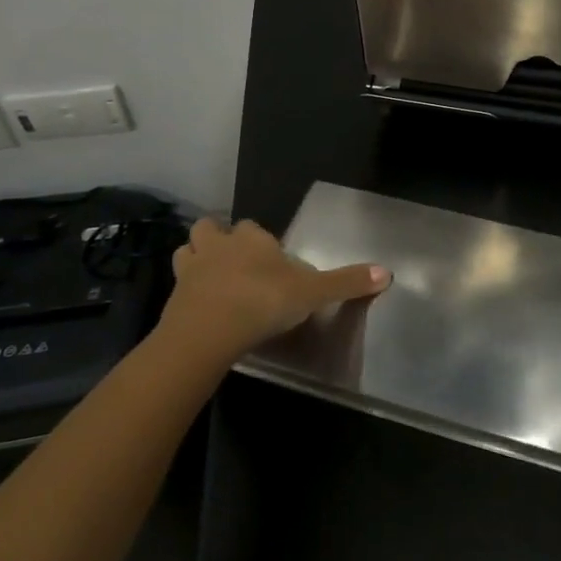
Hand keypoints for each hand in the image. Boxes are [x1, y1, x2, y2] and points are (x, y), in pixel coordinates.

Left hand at [157, 218, 388, 369]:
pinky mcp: (173, 298)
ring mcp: (191, 271)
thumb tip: (387, 272)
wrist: (207, 333)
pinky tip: (199, 306)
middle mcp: (219, 246)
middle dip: (219, 239)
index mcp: (252, 240)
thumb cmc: (262, 302)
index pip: (254, 228)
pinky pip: (178, 287)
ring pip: (187, 251)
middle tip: (233, 261)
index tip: (270, 260)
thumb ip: (345, 283)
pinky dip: (187, 292)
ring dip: (196, 259)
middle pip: (211, 229)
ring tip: (211, 277)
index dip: (260, 240)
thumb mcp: (312, 293)